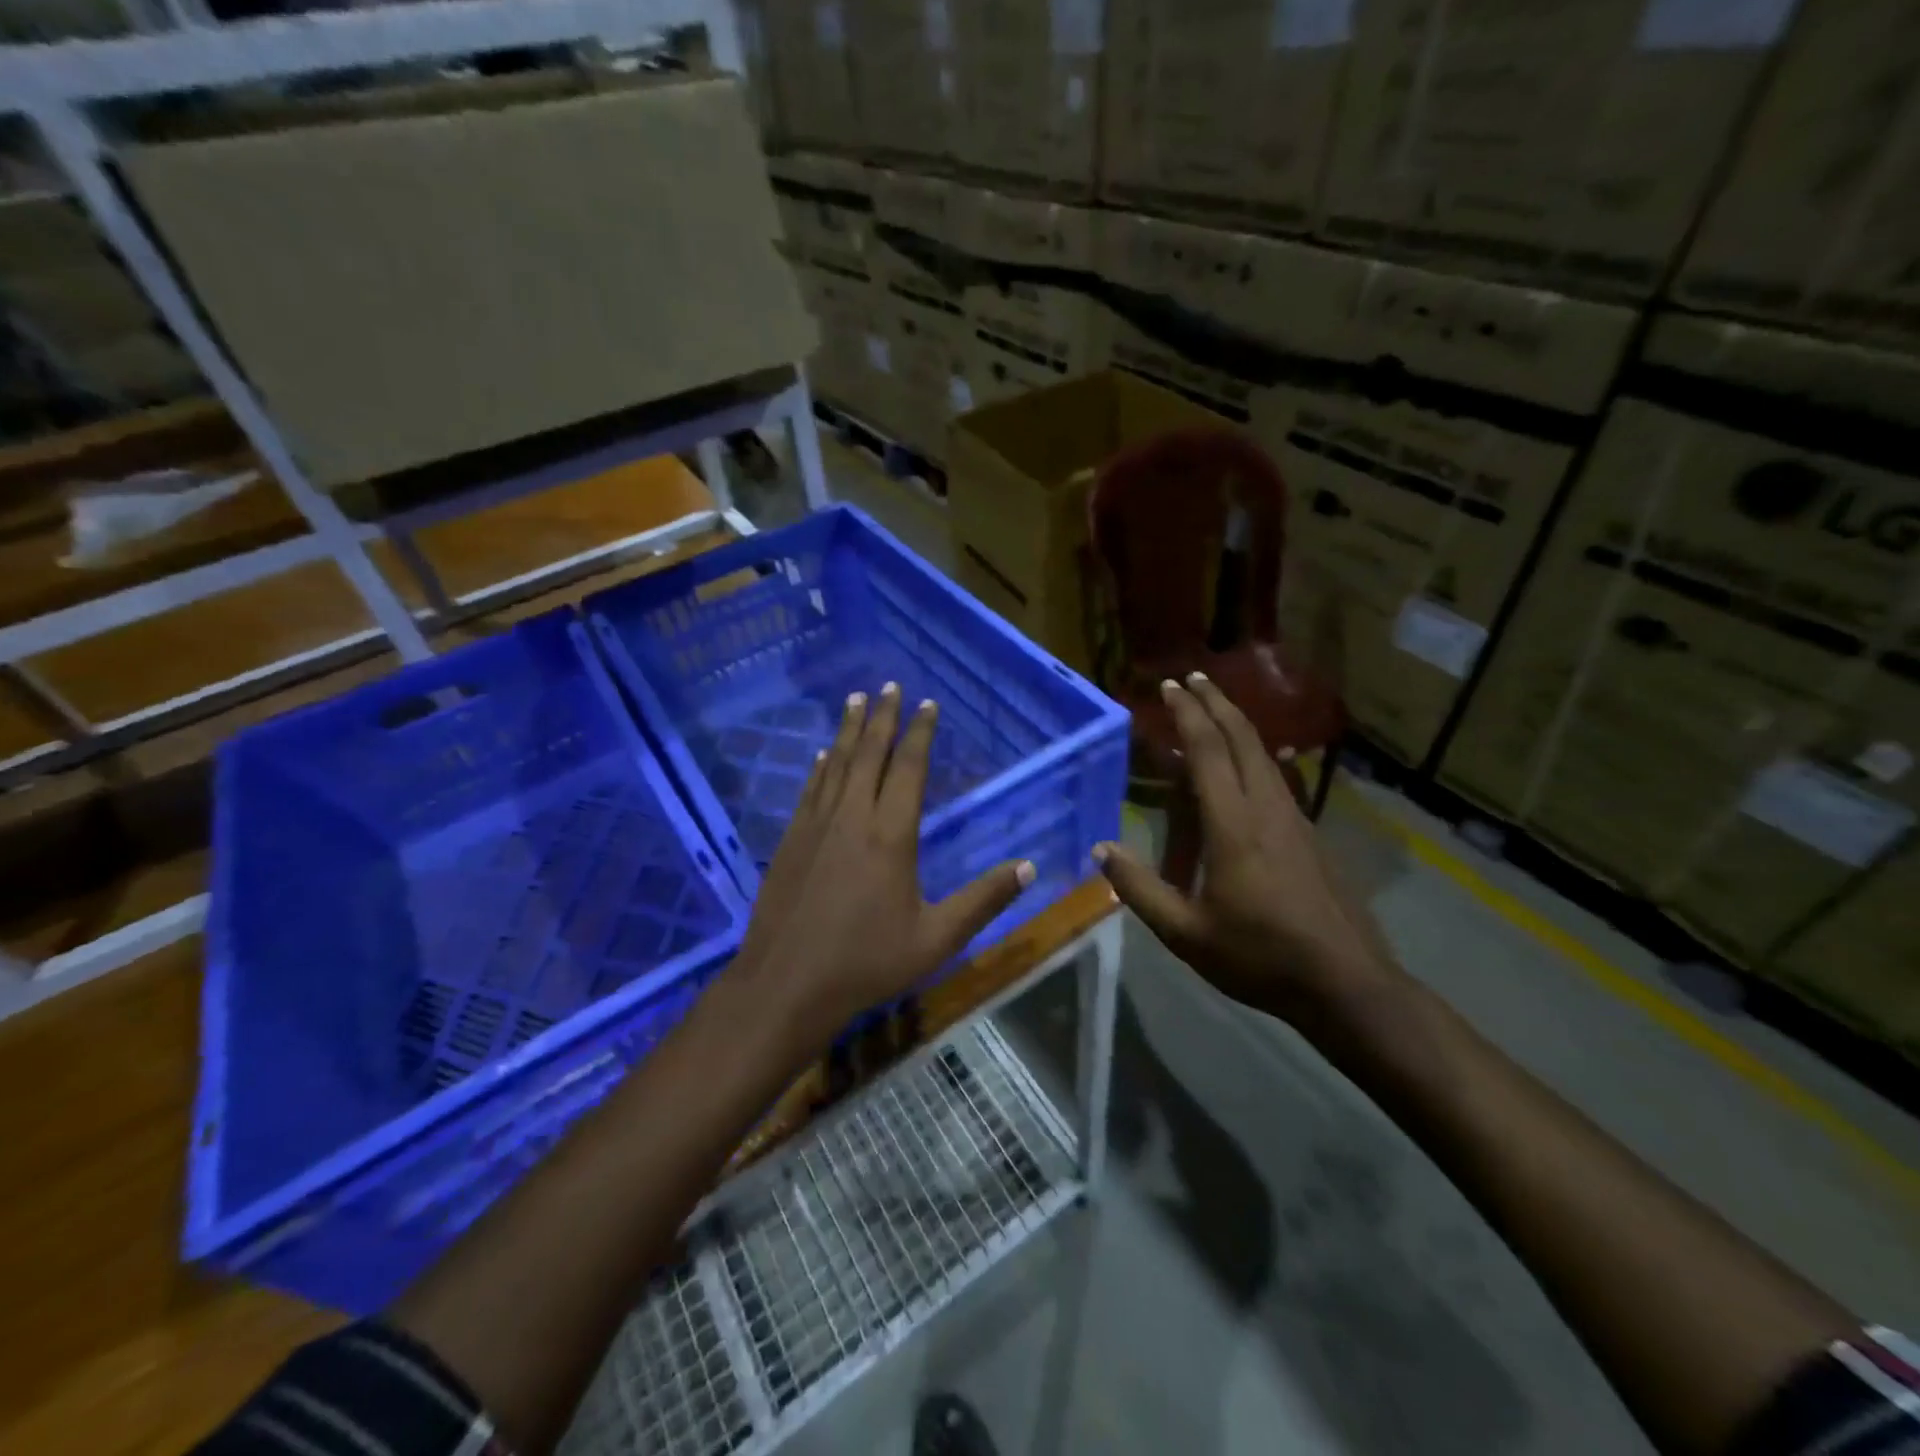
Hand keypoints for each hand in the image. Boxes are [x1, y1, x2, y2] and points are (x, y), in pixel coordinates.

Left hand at [728, 682, 1033, 1045]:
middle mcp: (852, 817)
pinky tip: (821, 756)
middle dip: (883, 717)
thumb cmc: (866, 962)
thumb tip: (1029, 867)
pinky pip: (810, 789)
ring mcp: (815, 826)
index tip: (928, 704)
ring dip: (848, 730)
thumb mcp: (936, 938)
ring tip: (856, 700)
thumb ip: (983, 900)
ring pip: (836, 764)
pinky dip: (820, 767)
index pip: (909, 768)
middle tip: (889, 684)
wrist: (785, 984)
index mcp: (890, 835)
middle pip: (869, 754)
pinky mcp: (790, 841)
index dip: (920, 733)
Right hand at [1094, 673, 1395, 1020]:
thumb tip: (1101, 851)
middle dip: (1216, 703)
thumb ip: (1140, 889)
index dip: (1188, 714)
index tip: (1169, 688)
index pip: (1209, 752)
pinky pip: (1276, 778)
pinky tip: (1247, 767)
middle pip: (1243, 739)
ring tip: (1214, 711)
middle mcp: (1268, 809)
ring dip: (1237, 725)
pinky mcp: (1310, 836)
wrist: (1347, 983)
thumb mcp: (1186, 933)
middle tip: (1192, 679)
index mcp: (1235, 825)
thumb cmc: (1261, 957)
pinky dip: (1252, 755)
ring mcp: (1295, 820)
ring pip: (1264, 755)